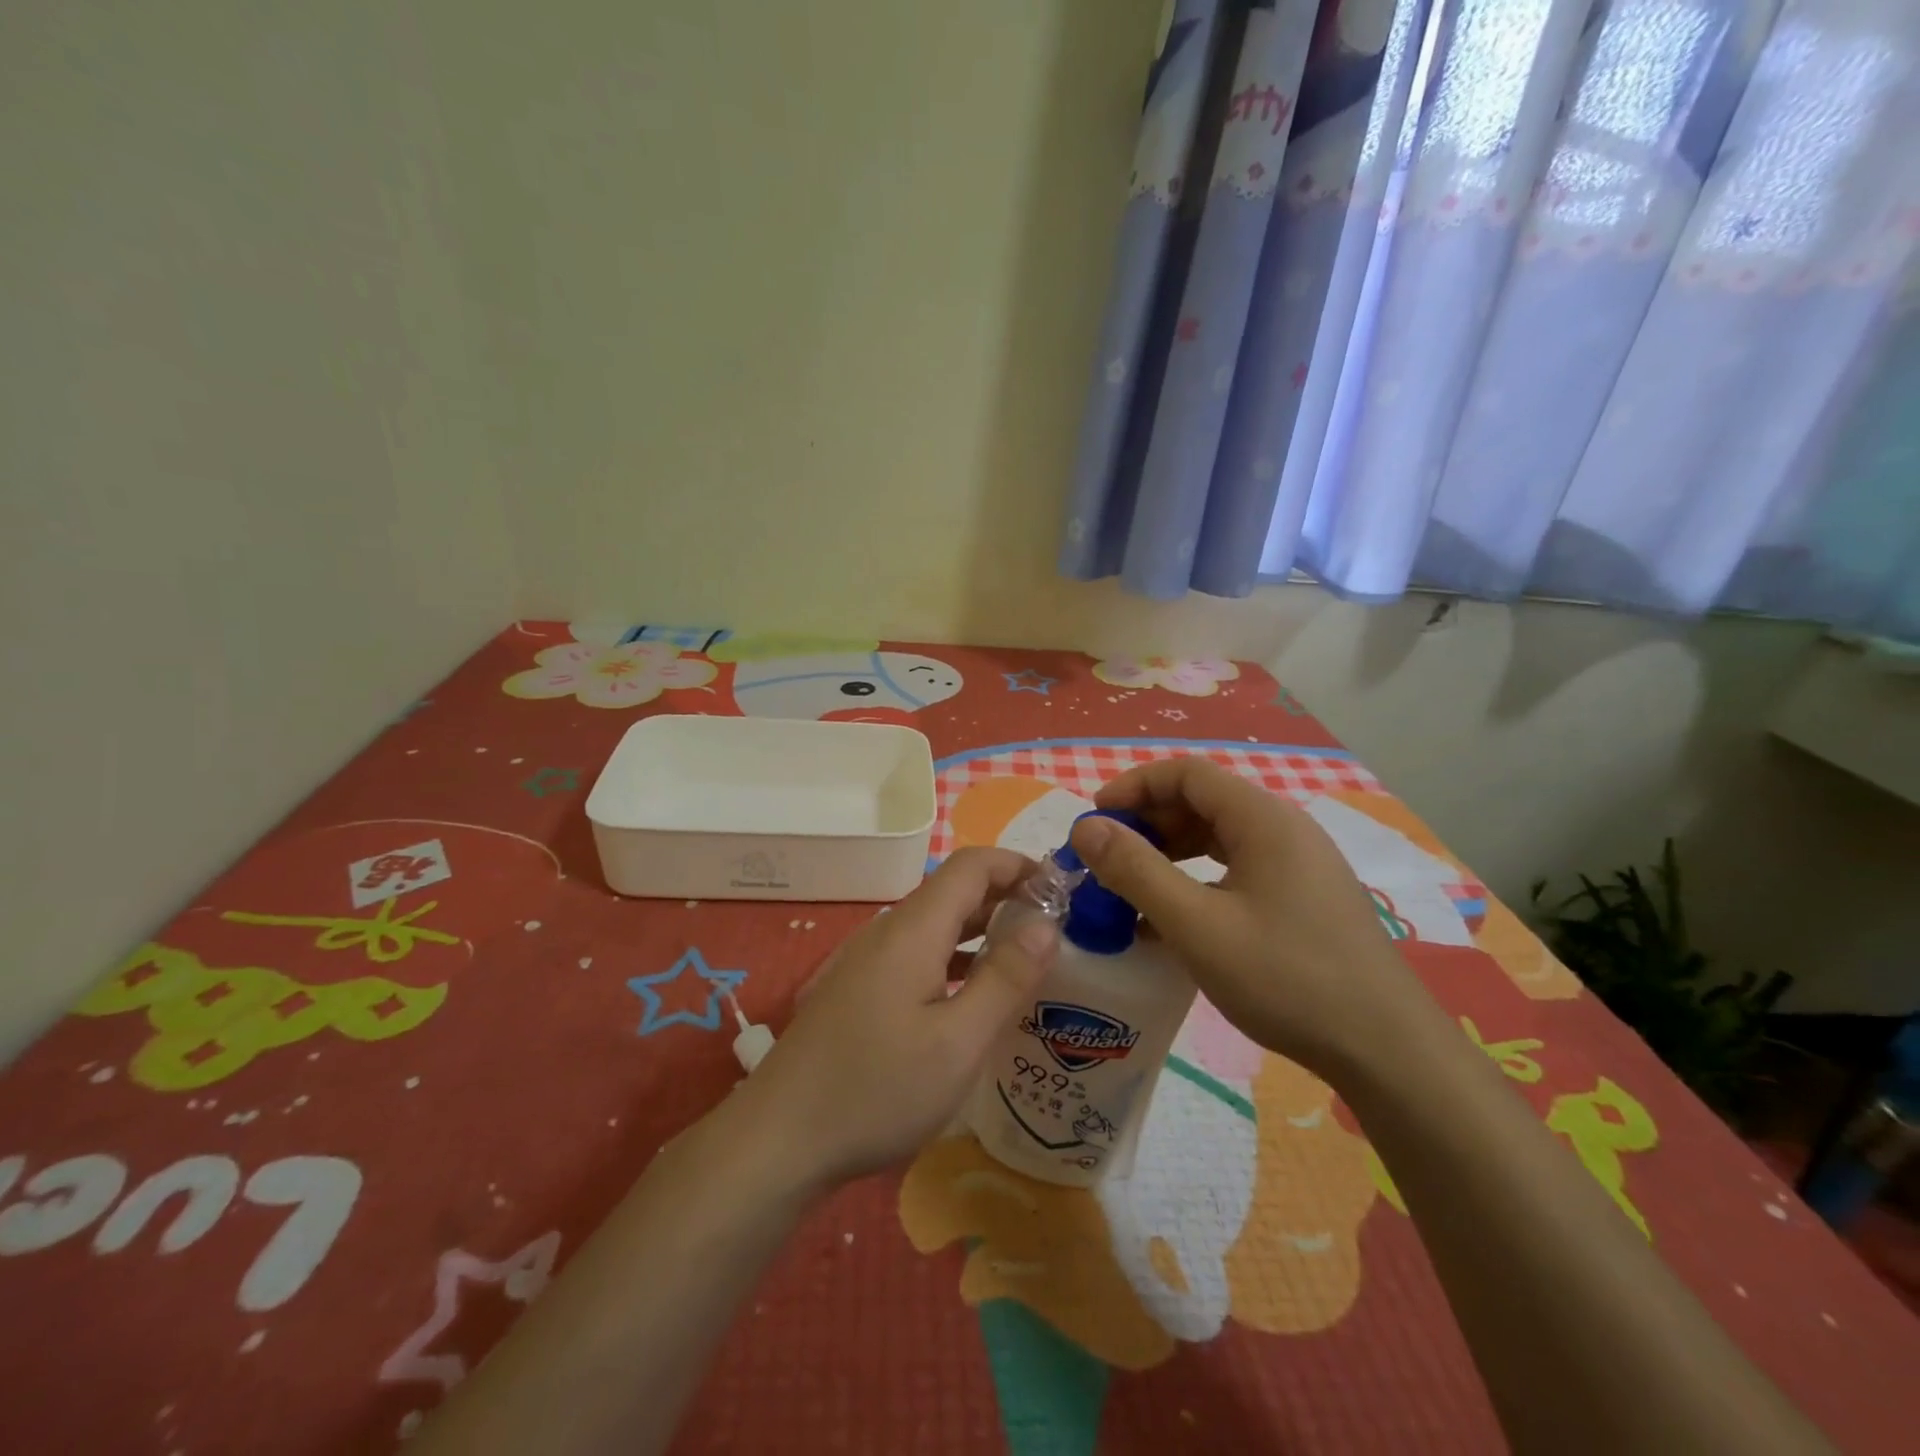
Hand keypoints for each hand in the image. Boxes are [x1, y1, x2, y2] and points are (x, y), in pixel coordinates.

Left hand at [735, 847, 1059, 1189]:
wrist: (779, 1139)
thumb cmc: (876, 1090)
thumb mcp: (957, 1043)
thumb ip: (1005, 979)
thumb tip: (1047, 925)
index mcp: (913, 930)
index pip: (972, 865)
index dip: (1019, 865)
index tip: (1063, 890)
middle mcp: (887, 931)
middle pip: (953, 891)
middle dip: (1007, 898)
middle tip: (1057, 929)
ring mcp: (867, 960)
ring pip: (934, 925)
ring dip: (981, 930)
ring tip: (1026, 959)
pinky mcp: (857, 989)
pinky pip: (916, 954)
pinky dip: (954, 958)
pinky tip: (972, 996)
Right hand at [1069, 756, 1443, 1077]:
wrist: (1386, 1051)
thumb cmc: (1286, 978)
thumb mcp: (1196, 925)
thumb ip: (1136, 871)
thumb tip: (1085, 828)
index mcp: (1264, 819)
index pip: (1187, 774)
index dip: (1134, 787)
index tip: (1094, 820)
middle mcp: (1284, 829)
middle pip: (1203, 802)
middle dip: (1148, 823)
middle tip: (1107, 860)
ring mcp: (1299, 865)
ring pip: (1220, 838)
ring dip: (1170, 853)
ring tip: (1132, 887)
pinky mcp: (1304, 898)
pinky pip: (1238, 870)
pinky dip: (1197, 880)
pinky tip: (1174, 919)